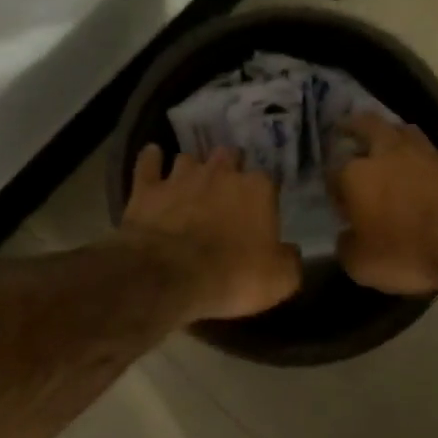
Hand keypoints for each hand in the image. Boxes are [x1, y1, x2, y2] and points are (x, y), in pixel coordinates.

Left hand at [122, 144, 302, 322]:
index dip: (264, 195)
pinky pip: (148, 163)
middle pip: (229, 157)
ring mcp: (180, 177)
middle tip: (227, 189)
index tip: (261, 210)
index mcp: (257, 190)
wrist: (169, 277)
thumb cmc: (233, 276)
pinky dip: (151, 159)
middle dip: (229, 168)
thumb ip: (290, 261)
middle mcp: (220, 173)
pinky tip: (153, 157)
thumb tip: (291, 252)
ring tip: (191, 180)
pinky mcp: (147, 189)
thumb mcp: (279, 280)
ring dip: (192, 168)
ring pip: (189, 159)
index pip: (267, 181)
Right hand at [329, 115, 437, 294]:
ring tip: (393, 140)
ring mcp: (430, 152)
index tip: (338, 203)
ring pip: (409, 129)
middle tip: (349, 129)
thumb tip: (346, 238)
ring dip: (399, 134)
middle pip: (368, 127)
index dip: (333, 188)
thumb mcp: (361, 266)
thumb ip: (347, 247)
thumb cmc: (408, 255)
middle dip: (355, 127)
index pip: (333, 174)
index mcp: (357, 177)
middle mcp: (389, 154)